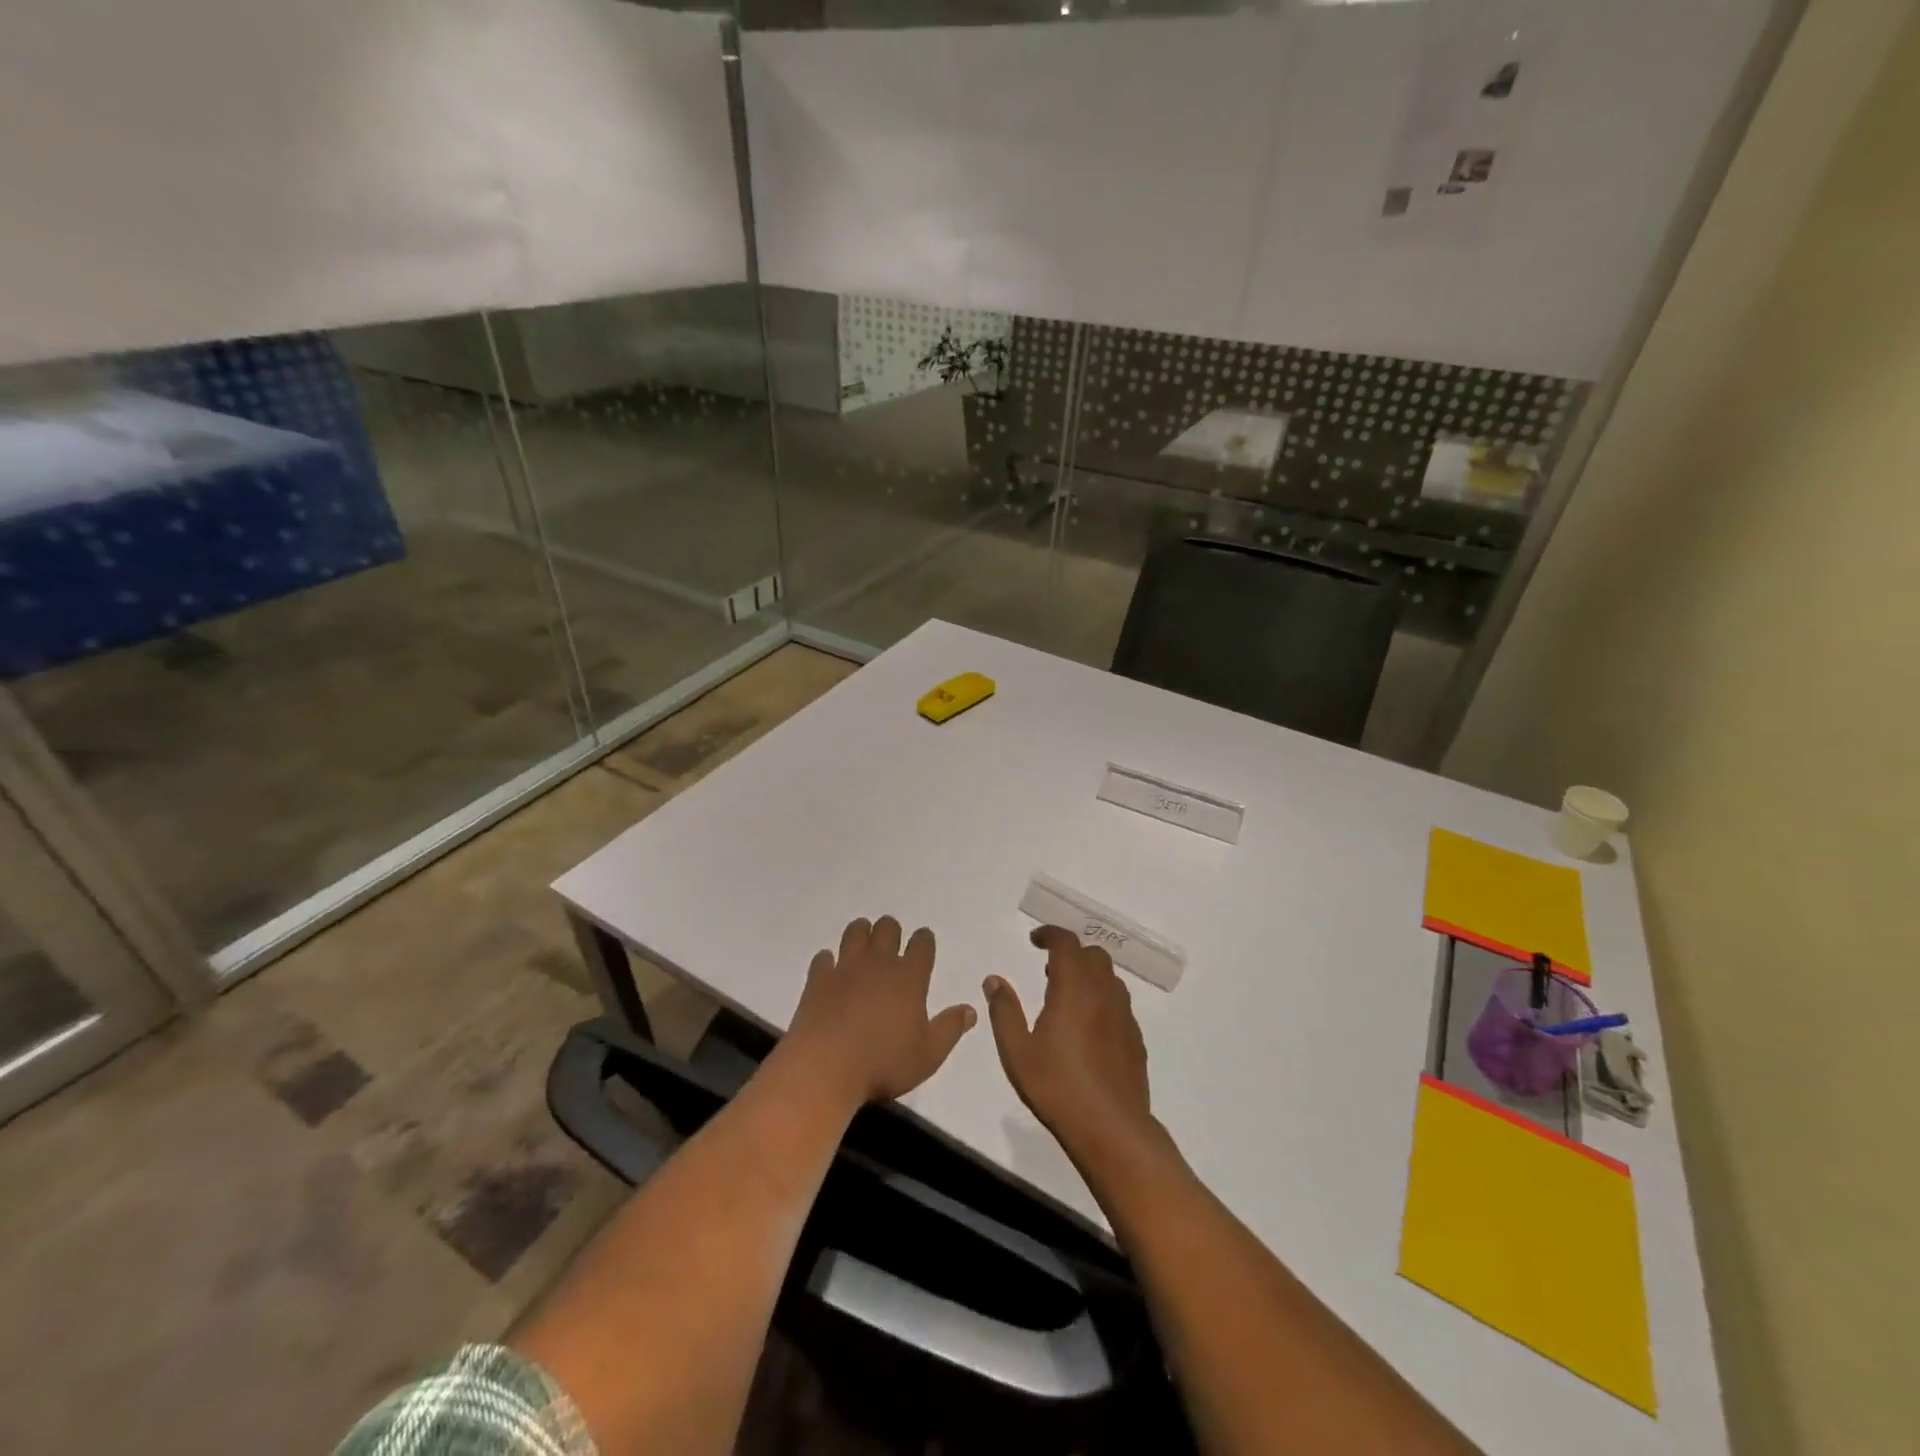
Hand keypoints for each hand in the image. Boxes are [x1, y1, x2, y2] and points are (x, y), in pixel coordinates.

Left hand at [785, 916, 975, 1106]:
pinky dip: (829, 960)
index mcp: (909, 977)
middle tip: (891, 943)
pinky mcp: (818, 979)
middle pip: (887, 928)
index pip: (921, 944)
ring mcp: (845, 968)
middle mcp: (878, 964)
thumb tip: (970, 1010)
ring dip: (861, 933)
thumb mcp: (928, 1055)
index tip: (923, 942)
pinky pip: (824, 957)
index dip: (924, 940)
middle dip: (891, 930)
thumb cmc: (883, 1063)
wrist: (826, 1068)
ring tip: (863, 944)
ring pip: (855, 932)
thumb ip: (950, 1029)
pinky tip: (831, 970)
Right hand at [983, 926, 1163, 1170]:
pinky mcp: (1135, 1037)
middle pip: (1093, 954)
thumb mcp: (1017, 1051)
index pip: (1066, 943)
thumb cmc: (1057, 1087)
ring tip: (1068, 995)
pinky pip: (1119, 1002)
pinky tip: (1088, 1026)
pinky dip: (1102, 998)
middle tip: (1049, 968)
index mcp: (1074, 989)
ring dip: (1089, 974)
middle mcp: (1103, 993)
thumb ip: (1004, 1011)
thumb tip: (994, 980)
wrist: (1111, 1127)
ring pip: (1110, 977)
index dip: (1050, 934)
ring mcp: (1124, 1015)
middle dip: (1071, 952)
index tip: (1034, 940)